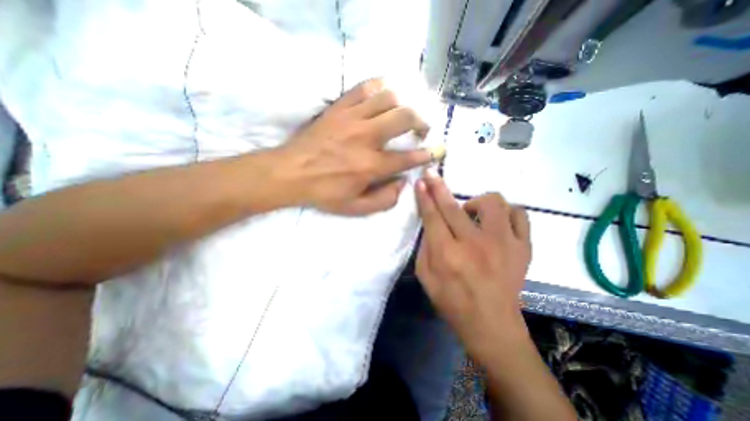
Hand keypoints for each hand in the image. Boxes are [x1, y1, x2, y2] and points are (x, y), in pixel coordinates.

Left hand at [280, 79, 434, 215]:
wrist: (291, 173)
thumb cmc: (325, 193)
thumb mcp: (356, 208)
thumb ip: (384, 200)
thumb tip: (402, 183)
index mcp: (371, 166)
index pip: (408, 157)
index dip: (426, 154)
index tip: (436, 152)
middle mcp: (367, 138)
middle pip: (405, 117)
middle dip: (421, 121)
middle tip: (421, 129)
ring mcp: (352, 118)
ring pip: (388, 97)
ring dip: (402, 104)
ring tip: (402, 114)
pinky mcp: (339, 108)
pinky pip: (364, 88)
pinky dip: (379, 88)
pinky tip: (383, 96)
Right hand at [417, 172, 533, 361]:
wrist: (492, 326)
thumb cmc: (452, 302)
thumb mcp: (426, 276)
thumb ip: (425, 246)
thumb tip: (430, 222)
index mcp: (448, 254)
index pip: (433, 216)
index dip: (425, 196)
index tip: (421, 180)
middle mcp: (475, 244)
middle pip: (454, 206)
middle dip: (439, 187)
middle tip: (433, 176)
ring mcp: (504, 244)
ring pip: (493, 203)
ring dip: (477, 202)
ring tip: (471, 214)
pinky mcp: (524, 248)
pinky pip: (519, 215)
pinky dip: (506, 213)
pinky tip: (496, 223)